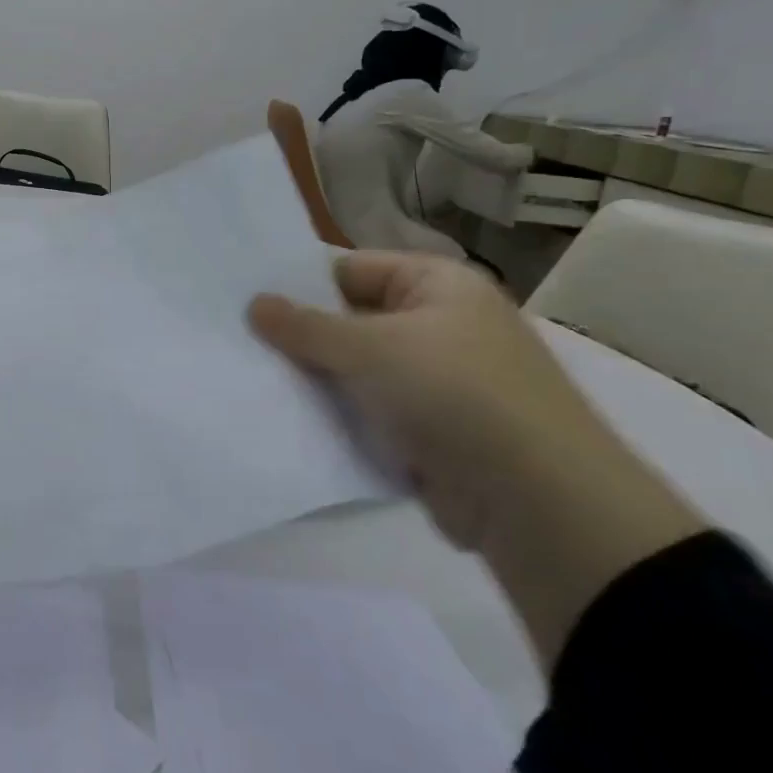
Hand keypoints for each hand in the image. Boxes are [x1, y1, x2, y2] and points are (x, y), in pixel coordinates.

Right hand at [249, 251, 621, 549]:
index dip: (298, 284)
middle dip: (300, 336)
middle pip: (350, 321)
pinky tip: (286, 420)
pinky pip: (368, 412)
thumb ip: (305, 326)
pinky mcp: (428, 431)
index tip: (243, 300)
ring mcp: (435, 382)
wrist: (537, 502)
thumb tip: (254, 303)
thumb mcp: (370, 348)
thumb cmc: (454, 394)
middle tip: (236, 342)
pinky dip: (336, 417)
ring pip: (355, 371)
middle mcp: (439, 326)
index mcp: (437, 286)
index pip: (350, 270)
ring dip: (315, 380)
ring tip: (249, 379)